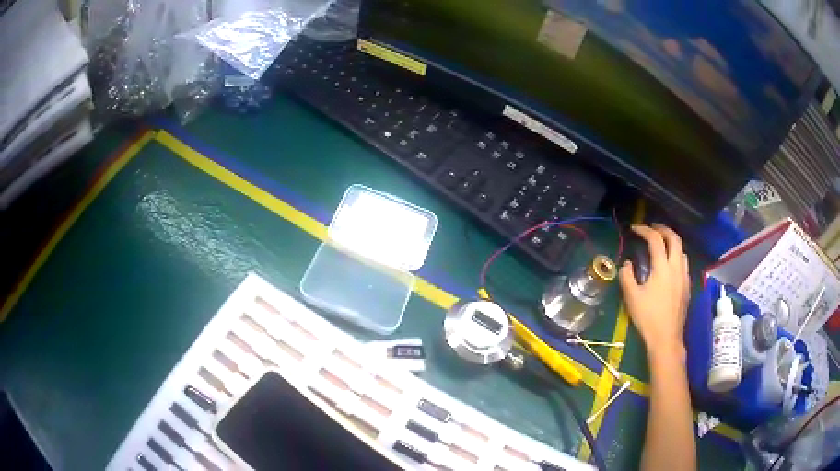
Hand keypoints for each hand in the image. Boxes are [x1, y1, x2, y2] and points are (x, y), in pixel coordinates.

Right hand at [619, 224, 690, 356]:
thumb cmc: (648, 317)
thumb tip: (627, 264)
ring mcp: (684, 277)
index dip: (645, 230)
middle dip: (663, 229)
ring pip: (682, 251)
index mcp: (662, 268)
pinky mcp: (687, 287)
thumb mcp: (631, 297)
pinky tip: (669, 266)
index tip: (635, 229)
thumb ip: (627, 276)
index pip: (656, 240)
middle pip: (674, 239)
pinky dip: (676, 256)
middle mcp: (676, 267)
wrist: (666, 338)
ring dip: (672, 242)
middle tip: (652, 228)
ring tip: (662, 244)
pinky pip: (684, 264)